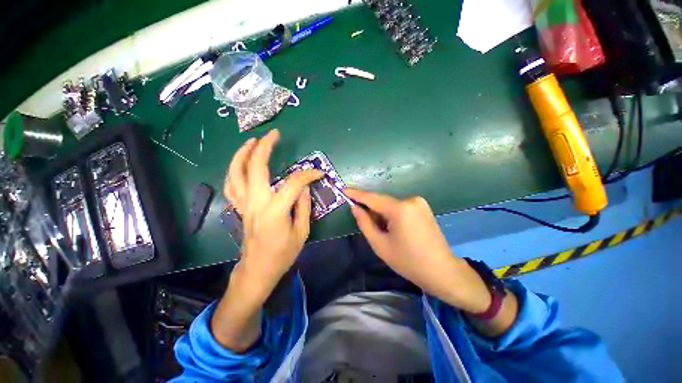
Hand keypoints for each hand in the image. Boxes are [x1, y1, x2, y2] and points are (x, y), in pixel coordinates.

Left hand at [212, 129, 321, 350]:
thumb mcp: (302, 232)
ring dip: (242, 154)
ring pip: (235, 173)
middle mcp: (256, 203)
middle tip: (274, 135)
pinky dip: (233, 170)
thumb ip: (304, 206)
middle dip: (264, 148)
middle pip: (255, 168)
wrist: (257, 269)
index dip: (308, 175)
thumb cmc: (282, 254)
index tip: (318, 172)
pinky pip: (231, 185)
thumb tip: (305, 188)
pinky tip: (240, 163)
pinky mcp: (240, 208)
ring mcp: (244, 205)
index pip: (293, 184)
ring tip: (252, 141)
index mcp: (275, 211)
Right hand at [344, 189, 490, 313]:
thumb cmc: (408, 261)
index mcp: (400, 209)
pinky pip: (400, 206)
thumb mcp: (380, 244)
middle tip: (363, 221)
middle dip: (370, 209)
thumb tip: (355, 208)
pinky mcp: (423, 207)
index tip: (344, 190)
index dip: (356, 194)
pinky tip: (393, 228)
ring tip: (382, 231)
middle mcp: (410, 200)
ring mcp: (419, 202)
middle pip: (382, 201)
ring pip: (391, 204)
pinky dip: (391, 214)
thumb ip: (365, 223)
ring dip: (381, 213)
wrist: (442, 271)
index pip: (372, 198)